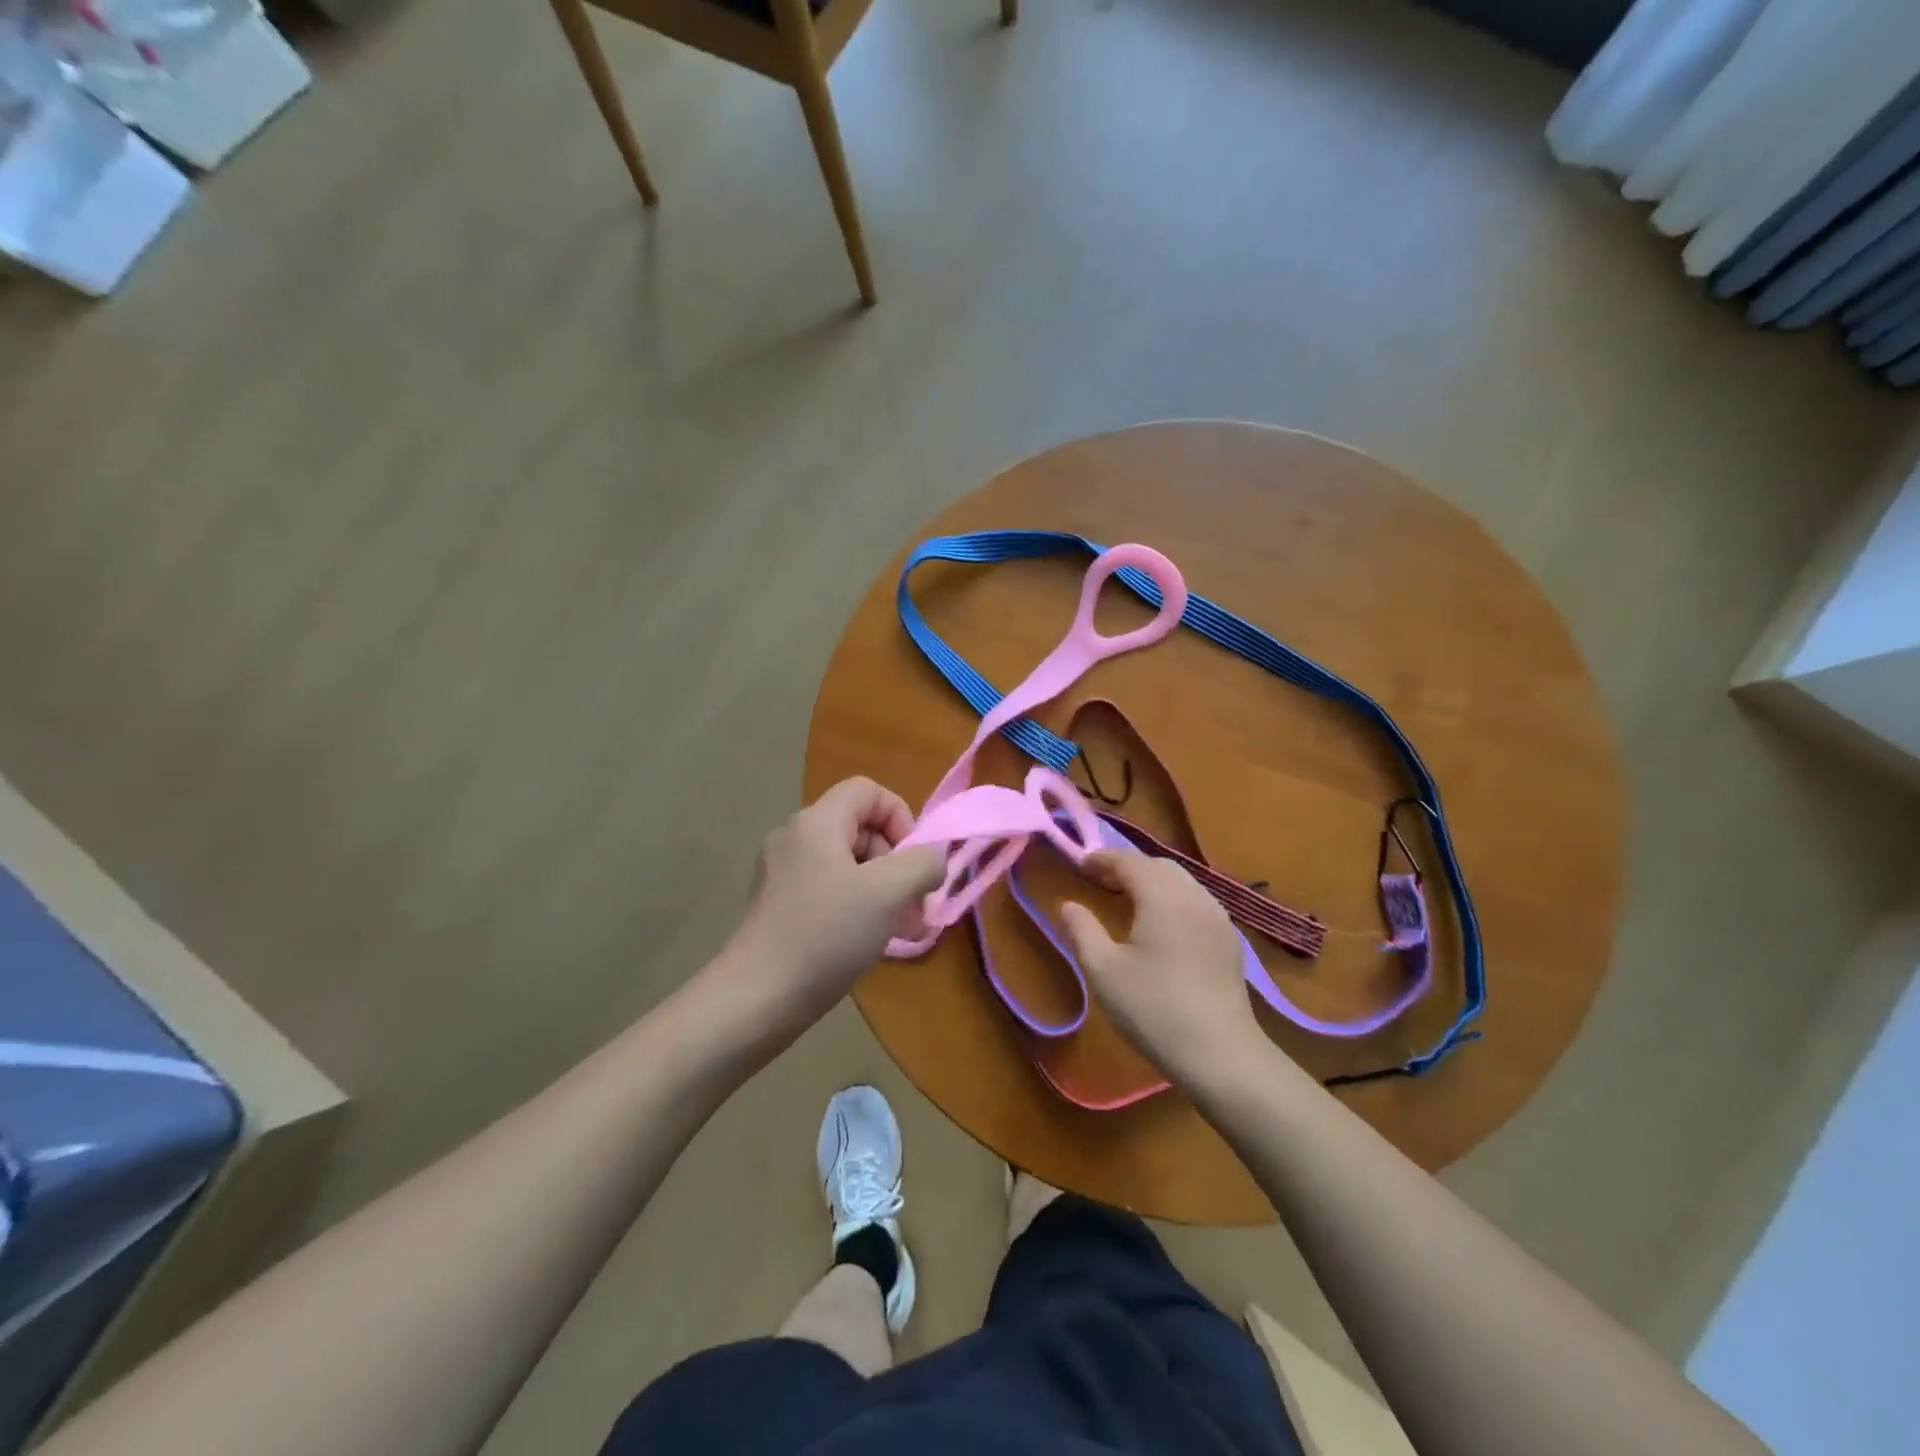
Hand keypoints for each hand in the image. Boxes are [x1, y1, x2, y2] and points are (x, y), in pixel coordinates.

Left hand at [715, 777, 945, 1036]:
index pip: (869, 791)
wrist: (757, 999)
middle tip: (914, 906)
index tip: (914, 862)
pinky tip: (872, 942)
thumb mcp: (889, 893)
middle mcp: (795, 838)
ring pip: (848, 865)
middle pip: (861, 828)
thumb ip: (923, 863)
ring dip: (883, 890)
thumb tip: (934, 857)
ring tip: (904, 930)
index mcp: (816, 822)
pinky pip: (830, 890)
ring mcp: (783, 873)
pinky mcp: (779, 905)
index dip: (901, 817)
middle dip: (897, 863)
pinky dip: (858, 907)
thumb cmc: (826, 935)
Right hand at [1059, 851, 1265, 1087]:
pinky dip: (1174, 900)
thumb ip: (1082, 931)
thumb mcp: (1103, 971)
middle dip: (1128, 867)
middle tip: (1101, 882)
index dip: (1102, 859)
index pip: (1129, 861)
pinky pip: (1198, 903)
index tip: (1080, 866)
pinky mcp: (1230, 941)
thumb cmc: (1153, 1009)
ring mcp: (1218, 918)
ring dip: (1153, 882)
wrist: (1220, 1054)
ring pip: (1183, 883)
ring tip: (1129, 901)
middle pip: (1159, 866)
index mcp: (1162, 897)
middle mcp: (1195, 897)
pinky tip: (1163, 926)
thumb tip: (1068, 905)